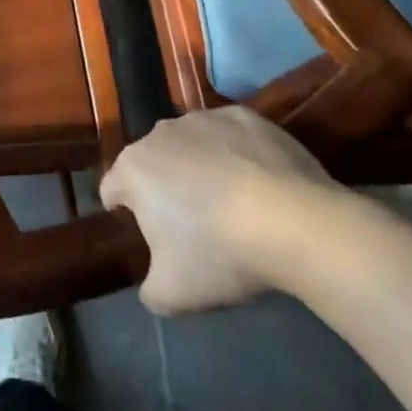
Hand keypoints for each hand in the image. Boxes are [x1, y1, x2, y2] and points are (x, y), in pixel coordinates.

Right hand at [100, 107, 339, 315]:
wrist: (298, 224)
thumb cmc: (223, 253)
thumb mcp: (175, 293)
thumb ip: (150, 291)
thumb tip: (152, 288)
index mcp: (133, 169)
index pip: (113, 190)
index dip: (126, 215)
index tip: (152, 239)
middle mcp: (159, 133)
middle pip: (152, 163)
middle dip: (165, 188)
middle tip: (195, 225)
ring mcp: (202, 120)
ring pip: (190, 145)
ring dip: (199, 167)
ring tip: (233, 204)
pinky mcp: (244, 117)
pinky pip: (230, 136)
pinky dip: (236, 153)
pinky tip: (260, 183)